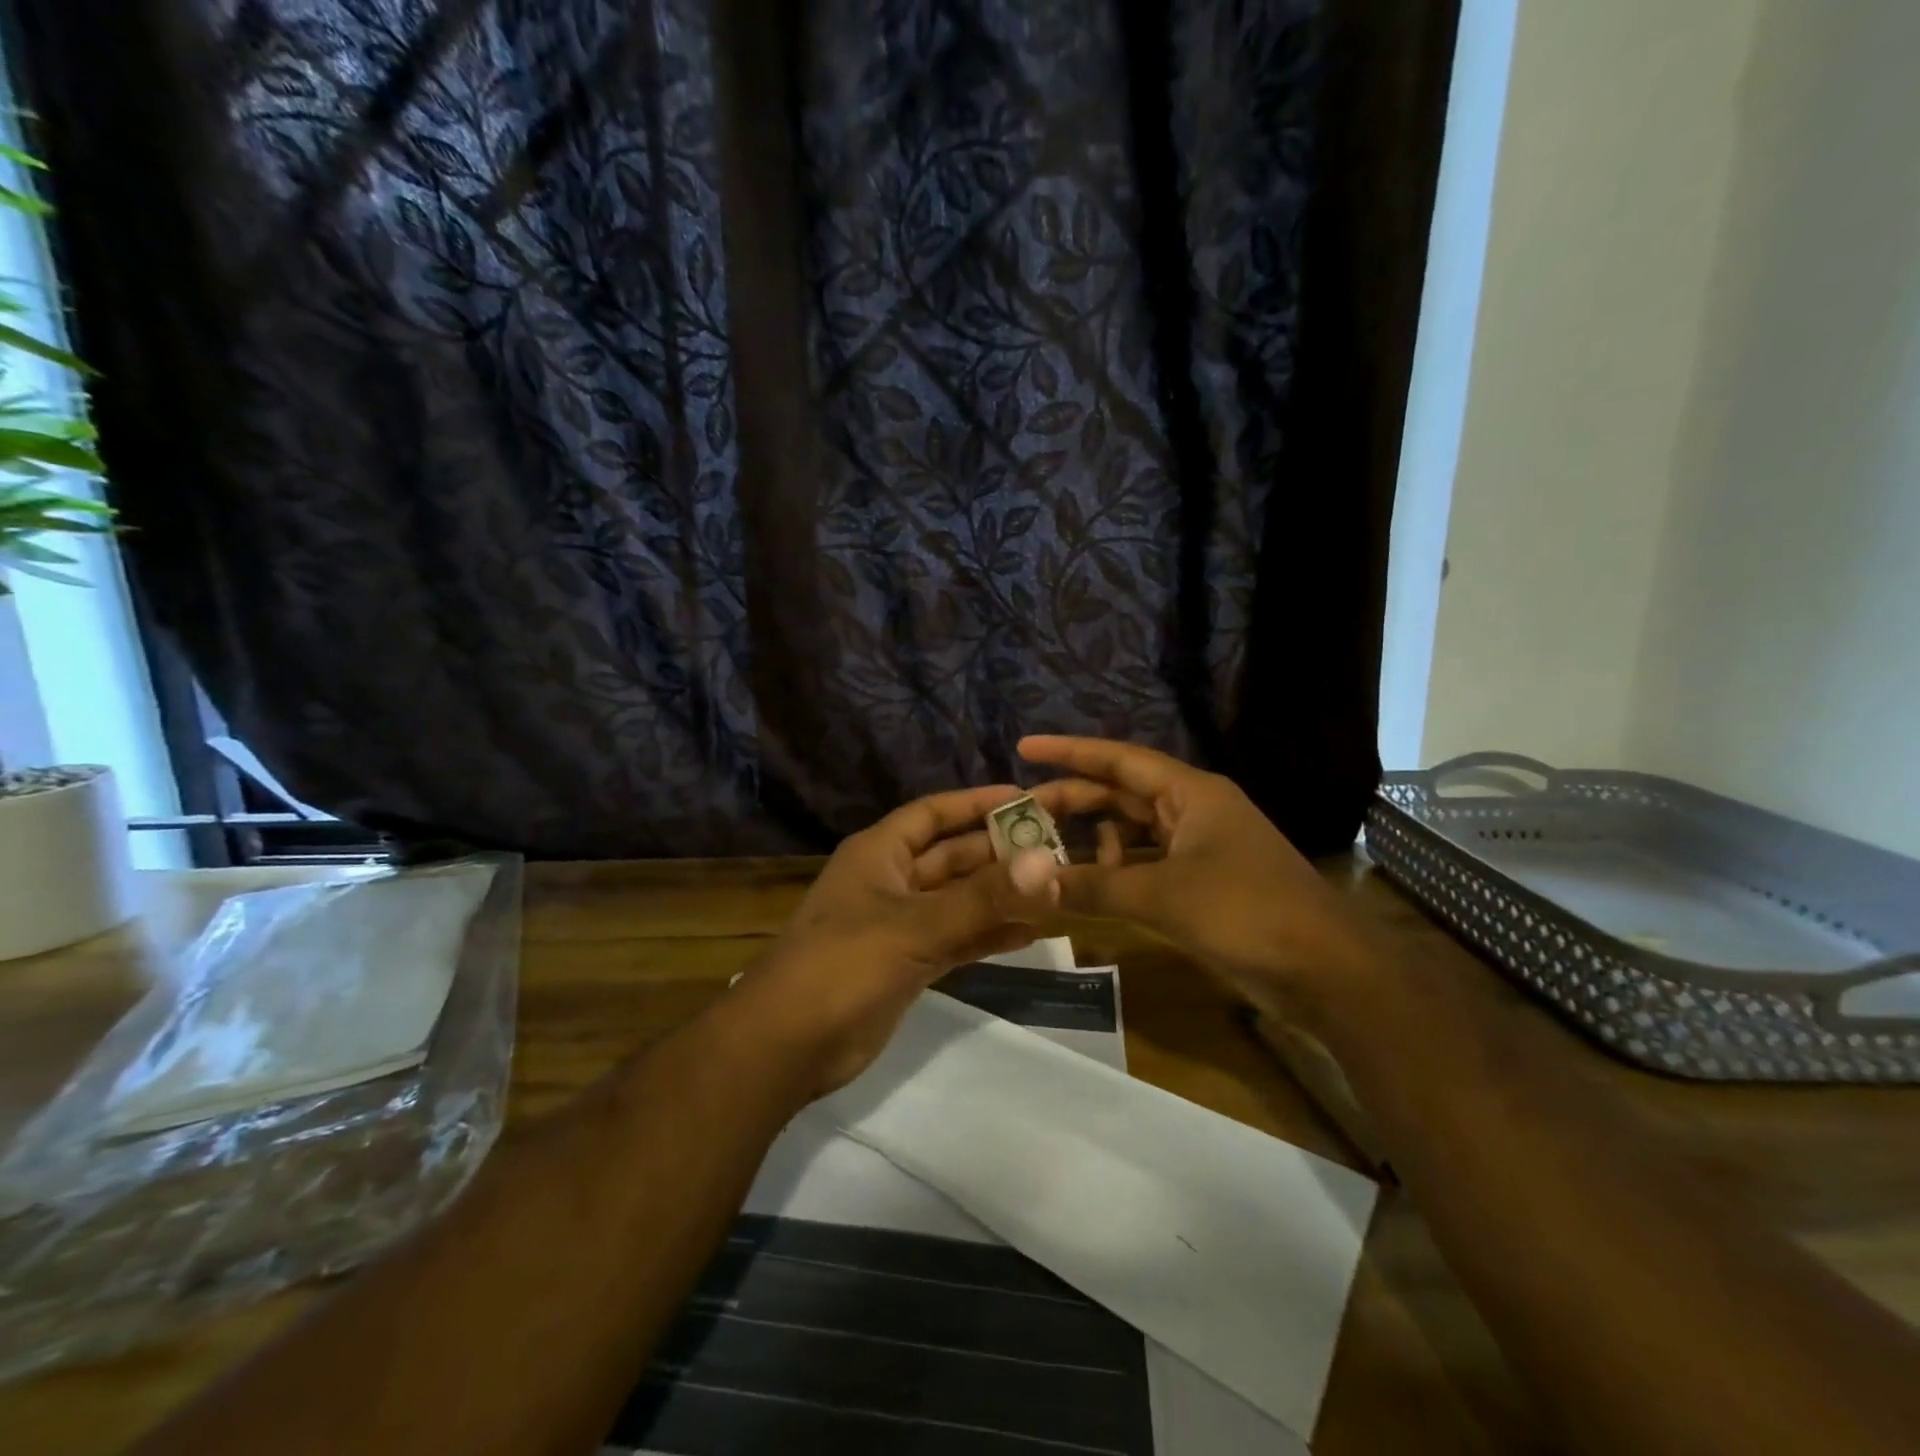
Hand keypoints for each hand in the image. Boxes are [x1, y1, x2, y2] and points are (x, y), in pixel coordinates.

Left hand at [741, 785, 1062, 1096]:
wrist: (786, 1045)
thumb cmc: (843, 966)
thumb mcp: (915, 926)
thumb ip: (982, 897)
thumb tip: (1048, 863)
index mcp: (880, 853)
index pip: (934, 813)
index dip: (976, 803)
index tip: (1026, 797)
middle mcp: (891, 880)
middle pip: (952, 856)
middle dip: (1000, 854)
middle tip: (1058, 851)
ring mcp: (899, 924)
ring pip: (959, 900)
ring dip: (1000, 897)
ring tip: (1056, 892)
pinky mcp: (908, 963)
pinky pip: (957, 939)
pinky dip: (988, 935)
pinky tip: (1030, 934)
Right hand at [1021, 736, 1379, 1016]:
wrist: (1327, 972)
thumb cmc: (1247, 913)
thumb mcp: (1163, 896)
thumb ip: (1093, 886)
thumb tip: (1026, 880)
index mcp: (1191, 794)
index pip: (1119, 760)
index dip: (1070, 752)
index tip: (1025, 748)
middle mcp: (1195, 811)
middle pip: (1121, 795)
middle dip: (1072, 802)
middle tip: (1020, 813)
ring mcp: (1201, 848)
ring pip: (1133, 831)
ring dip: (1092, 840)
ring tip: (1048, 854)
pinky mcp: (1204, 883)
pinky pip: (1146, 864)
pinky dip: (1116, 871)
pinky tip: (1089, 887)